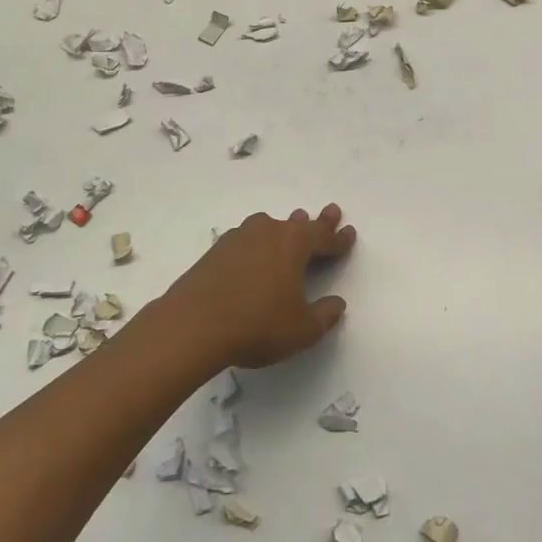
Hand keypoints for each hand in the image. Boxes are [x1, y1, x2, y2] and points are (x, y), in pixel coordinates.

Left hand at [157, 205, 357, 371]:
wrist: (192, 326)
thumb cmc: (257, 324)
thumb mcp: (302, 329)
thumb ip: (324, 315)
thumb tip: (337, 304)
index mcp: (294, 244)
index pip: (324, 238)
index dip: (339, 239)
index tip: (349, 233)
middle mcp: (268, 232)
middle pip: (298, 224)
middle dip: (317, 221)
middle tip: (331, 212)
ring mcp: (238, 239)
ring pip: (269, 228)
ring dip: (284, 228)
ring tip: (292, 224)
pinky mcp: (215, 252)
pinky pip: (246, 241)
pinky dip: (258, 245)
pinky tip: (254, 254)